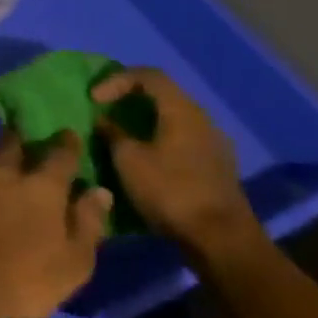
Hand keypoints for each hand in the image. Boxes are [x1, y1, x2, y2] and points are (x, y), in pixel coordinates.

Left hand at [0, 100, 112, 317]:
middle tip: (17, 119)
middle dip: (17, 131)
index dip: (67, 144)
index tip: (69, 133)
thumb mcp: (73, 264)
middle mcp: (3, 172)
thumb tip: (101, 191)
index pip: (60, 158)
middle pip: (12, 144)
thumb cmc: (23, 282)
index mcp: (41, 189)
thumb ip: (88, 224)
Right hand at [91, 68, 257, 256]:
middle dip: (130, 99)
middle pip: (163, 95)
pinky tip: (147, 160)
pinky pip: (183, 140)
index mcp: (182, 110)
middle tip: (106, 111)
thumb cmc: (171, 191)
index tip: (95, 99)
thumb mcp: (128, 160)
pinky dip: (160, 140)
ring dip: (145, 122)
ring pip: (174, 119)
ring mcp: (214, 144)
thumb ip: (113, 134)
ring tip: (122, 137)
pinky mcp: (217, 168)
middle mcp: (202, 119)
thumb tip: (104, 121)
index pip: (148, 75)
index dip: (116, 80)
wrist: (222, 241)